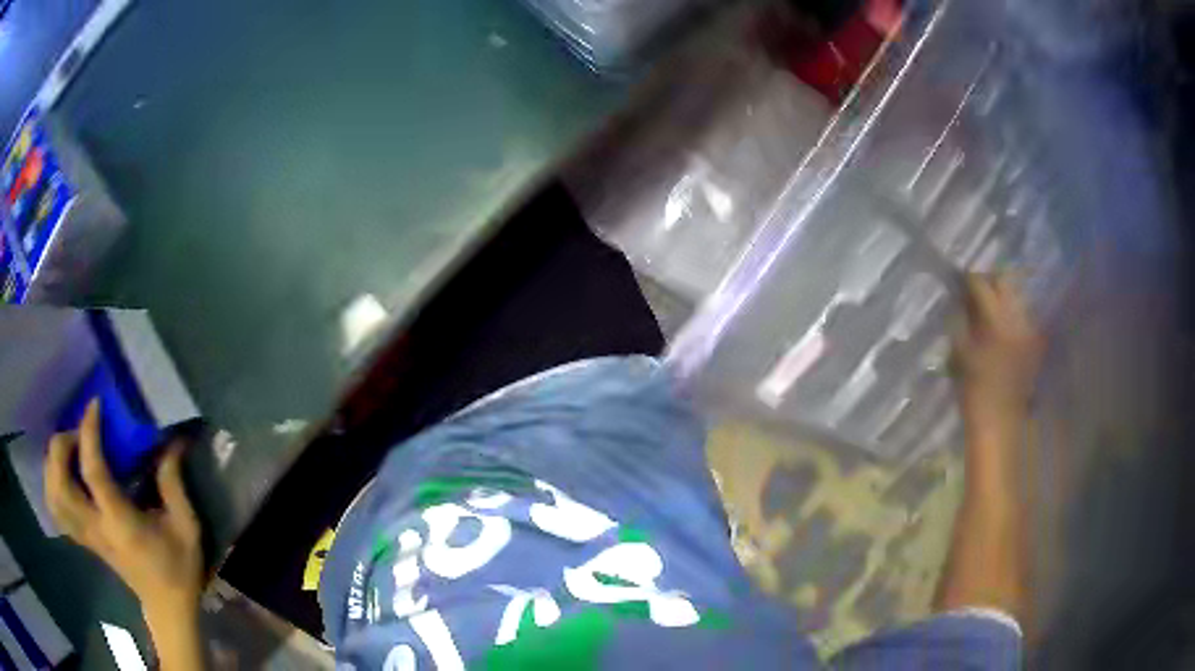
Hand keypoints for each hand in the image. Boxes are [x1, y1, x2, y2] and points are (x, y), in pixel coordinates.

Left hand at [44, 400, 203, 619]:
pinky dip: (52, 486)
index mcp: (121, 524)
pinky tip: (62, 474)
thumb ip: (173, 483)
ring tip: (67, 450)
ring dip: (52, 465)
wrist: (168, 607)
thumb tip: (171, 441)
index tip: (95, 405)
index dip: (88, 433)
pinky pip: (57, 510)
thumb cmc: (178, 569)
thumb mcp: (186, 527)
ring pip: (53, 498)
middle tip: (76, 433)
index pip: (93, 473)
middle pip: (60, 485)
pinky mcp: (84, 539)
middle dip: (60, 447)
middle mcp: (96, 529)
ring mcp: (87, 536)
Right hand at [955, 274, 1044, 416]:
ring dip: (1004, 297)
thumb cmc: (974, 391)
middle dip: (991, 282)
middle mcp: (1017, 319)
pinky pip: (1025, 316)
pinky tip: (1005, 326)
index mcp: (996, 321)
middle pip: (1005, 282)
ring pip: (1018, 297)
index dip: (969, 280)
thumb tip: (962, 299)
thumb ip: (963, 321)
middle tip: (978, 290)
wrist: (1000, 422)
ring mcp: (1030, 329)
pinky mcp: (1036, 341)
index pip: (982, 284)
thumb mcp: (961, 353)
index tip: (960, 281)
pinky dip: (1014, 314)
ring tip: (992, 307)